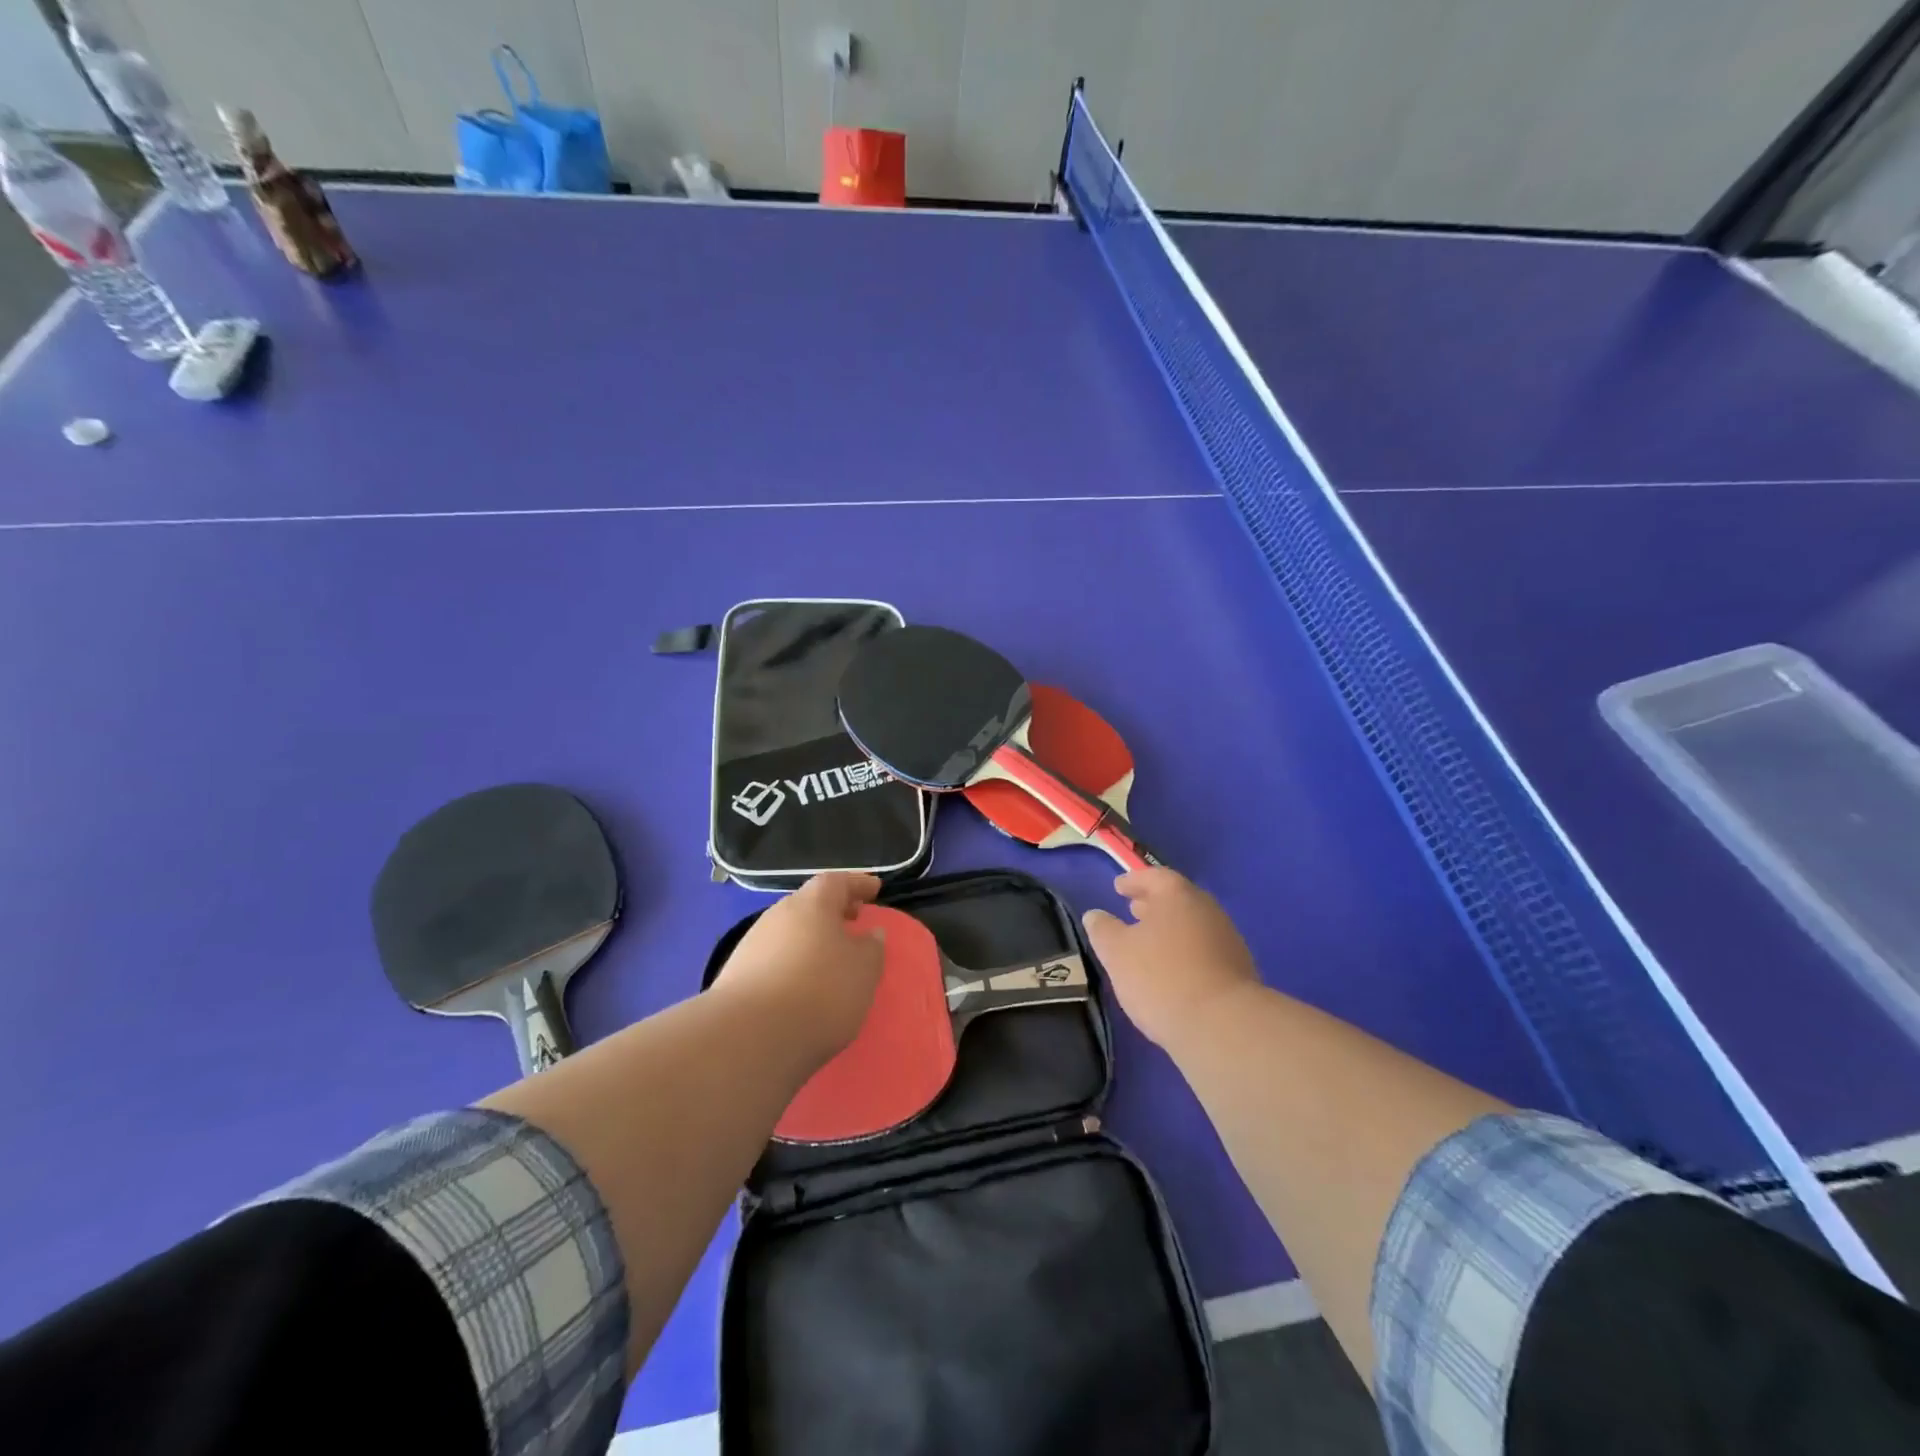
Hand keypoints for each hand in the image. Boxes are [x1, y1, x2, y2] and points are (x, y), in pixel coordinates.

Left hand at [712, 873, 886, 1068]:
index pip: (837, 881)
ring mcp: (753, 944)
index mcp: (812, 903)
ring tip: (829, 959)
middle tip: (852, 921)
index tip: (875, 889)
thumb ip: (872, 948)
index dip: (857, 884)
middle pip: (809, 904)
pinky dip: (792, 963)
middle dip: (832, 911)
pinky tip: (801, 985)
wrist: (750, 1037)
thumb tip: (871, 934)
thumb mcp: (864, 970)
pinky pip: (774, 959)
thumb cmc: (820, 992)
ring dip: (810, 939)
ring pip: (789, 931)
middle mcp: (779, 914)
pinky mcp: (736, 975)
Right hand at [1082, 868, 1259, 1051]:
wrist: (1224, 1027)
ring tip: (1149, 944)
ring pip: (1192, 926)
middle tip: (1132, 911)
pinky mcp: (1239, 972)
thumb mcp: (1117, 953)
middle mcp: (1207, 910)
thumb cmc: (1162, 978)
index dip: (1134, 881)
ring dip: (1170, 930)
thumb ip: (1103, 930)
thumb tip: (1095, 915)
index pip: (1154, 877)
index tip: (1119, 887)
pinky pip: (1205, 951)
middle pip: (1177, 899)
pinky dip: (1185, 953)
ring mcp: (1228, 940)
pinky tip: (1172, 972)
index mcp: (1178, 896)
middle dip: (1153, 904)